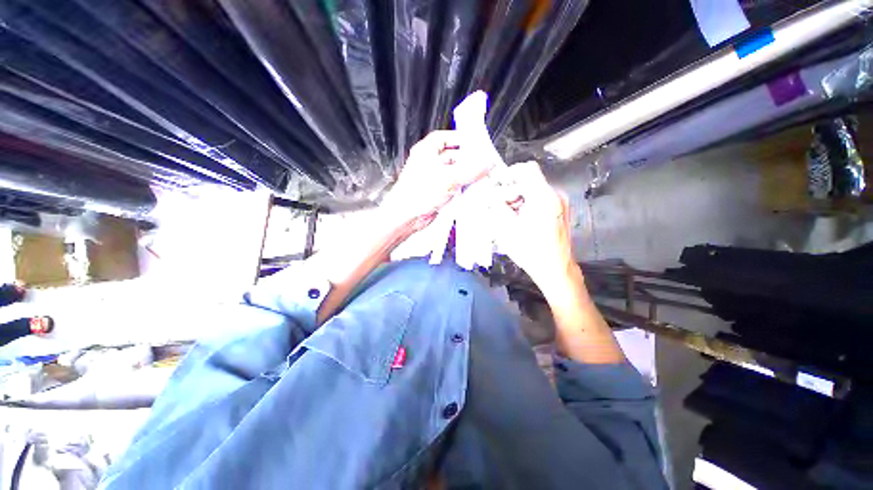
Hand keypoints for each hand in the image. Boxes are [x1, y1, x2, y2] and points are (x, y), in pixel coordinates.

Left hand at [381, 130, 489, 232]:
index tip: (475, 143)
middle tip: (482, 163)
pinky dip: (462, 187)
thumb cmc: (416, 194)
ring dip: (467, 175)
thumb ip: (470, 170)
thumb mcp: (448, 178)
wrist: (407, 217)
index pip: (445, 137)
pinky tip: (471, 190)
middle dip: (468, 160)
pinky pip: (454, 186)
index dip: (460, 139)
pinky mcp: (437, 192)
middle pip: (453, 156)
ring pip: (455, 172)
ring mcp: (433, 179)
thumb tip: (487, 163)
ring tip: (479, 178)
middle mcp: (429, 163)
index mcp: (426, 151)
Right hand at [488, 161, 575, 293]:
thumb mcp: (507, 229)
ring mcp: (560, 202)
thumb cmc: (531, 252)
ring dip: (518, 197)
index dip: (510, 173)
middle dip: (511, 189)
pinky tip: (521, 218)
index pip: (527, 170)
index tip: (498, 184)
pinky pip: (541, 197)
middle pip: (530, 180)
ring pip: (534, 189)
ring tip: (510, 214)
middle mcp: (555, 195)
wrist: (556, 269)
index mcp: (543, 198)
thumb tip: (490, 194)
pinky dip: (527, 203)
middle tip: (499, 204)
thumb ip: (497, 207)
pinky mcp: (561, 209)